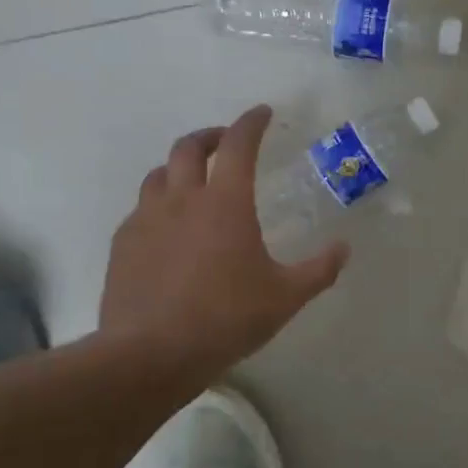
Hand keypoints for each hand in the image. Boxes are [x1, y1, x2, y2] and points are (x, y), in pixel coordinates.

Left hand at [99, 106, 347, 375]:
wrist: (151, 354)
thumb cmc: (226, 318)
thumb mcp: (285, 297)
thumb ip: (319, 270)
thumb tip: (344, 249)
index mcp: (225, 202)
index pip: (238, 144)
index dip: (251, 122)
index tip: (262, 113)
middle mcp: (182, 199)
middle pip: (189, 147)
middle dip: (210, 136)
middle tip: (225, 143)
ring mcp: (146, 219)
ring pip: (159, 174)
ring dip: (179, 168)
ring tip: (193, 183)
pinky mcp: (123, 244)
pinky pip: (141, 210)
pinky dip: (158, 205)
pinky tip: (167, 230)